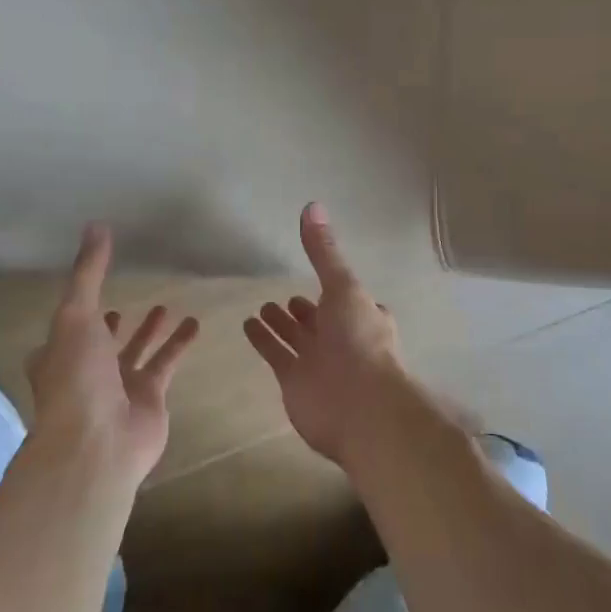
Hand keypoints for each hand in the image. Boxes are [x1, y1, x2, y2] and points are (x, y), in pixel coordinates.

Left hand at [26, 224, 199, 488]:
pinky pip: (166, 363)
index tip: (87, 293)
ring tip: (164, 305)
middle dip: (111, 325)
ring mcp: (118, 386)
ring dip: (149, 331)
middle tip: (124, 303)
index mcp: (58, 353)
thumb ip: (89, 272)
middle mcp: (86, 369)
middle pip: (101, 342)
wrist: (97, 443)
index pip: (65, 328)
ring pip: (136, 352)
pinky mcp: (150, 397)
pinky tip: (195, 323)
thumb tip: (96, 225)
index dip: (75, 312)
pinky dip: (179, 344)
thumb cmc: (76, 377)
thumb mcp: (76, 315)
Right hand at [243, 202, 408, 465]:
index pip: (349, 301)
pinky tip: (248, 325)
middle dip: (305, 311)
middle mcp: (342, 339)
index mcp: (362, 316)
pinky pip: (277, 355)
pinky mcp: (295, 382)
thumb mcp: (343, 285)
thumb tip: (312, 204)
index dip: (335, 292)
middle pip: (320, 322)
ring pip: (296, 339)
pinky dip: (264, 341)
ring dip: (282, 325)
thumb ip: (324, 251)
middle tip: (285, 299)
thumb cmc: (359, 340)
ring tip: (262, 307)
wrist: (360, 407)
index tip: (320, 280)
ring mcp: (318, 363)